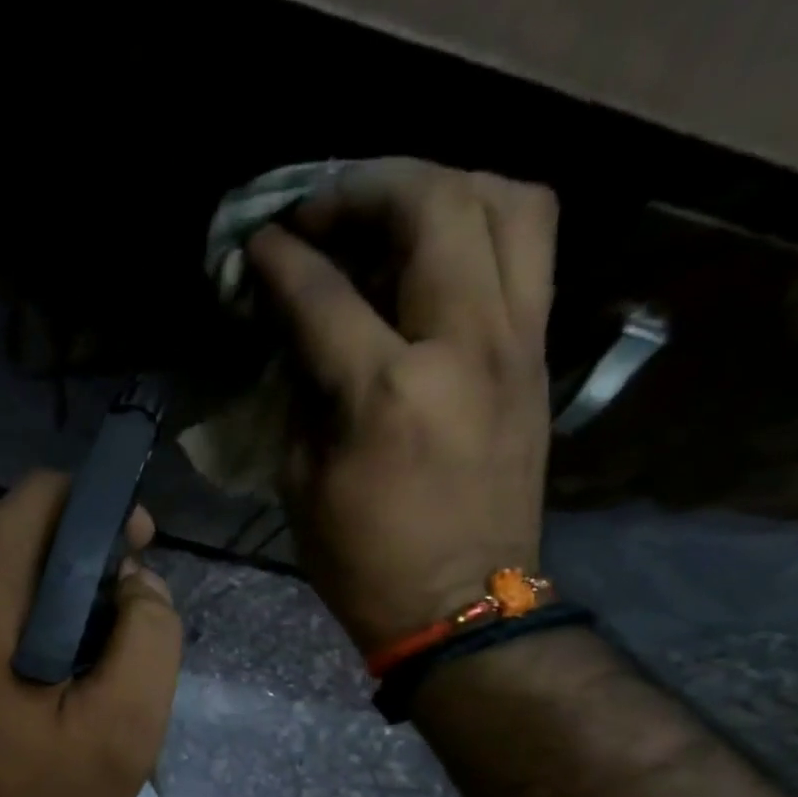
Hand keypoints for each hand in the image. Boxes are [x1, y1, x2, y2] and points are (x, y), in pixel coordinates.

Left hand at [0, 471, 182, 796]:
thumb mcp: (120, 738)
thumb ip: (148, 640)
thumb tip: (137, 582)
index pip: (43, 495)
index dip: (102, 512)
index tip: (135, 557)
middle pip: (15, 522)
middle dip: (73, 553)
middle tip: (110, 617)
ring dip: (38, 581)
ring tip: (73, 646)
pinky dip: (3, 604)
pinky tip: (27, 660)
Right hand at [245, 160, 558, 655]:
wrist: (462, 608)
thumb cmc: (365, 563)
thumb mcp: (302, 485)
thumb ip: (301, 395)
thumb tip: (299, 335)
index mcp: (387, 393)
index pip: (324, 292)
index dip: (282, 257)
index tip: (257, 244)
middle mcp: (464, 347)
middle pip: (433, 206)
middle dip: (366, 189)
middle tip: (323, 212)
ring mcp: (517, 346)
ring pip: (507, 202)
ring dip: (442, 188)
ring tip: (392, 214)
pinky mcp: (540, 359)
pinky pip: (529, 251)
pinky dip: (480, 228)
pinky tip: (436, 255)